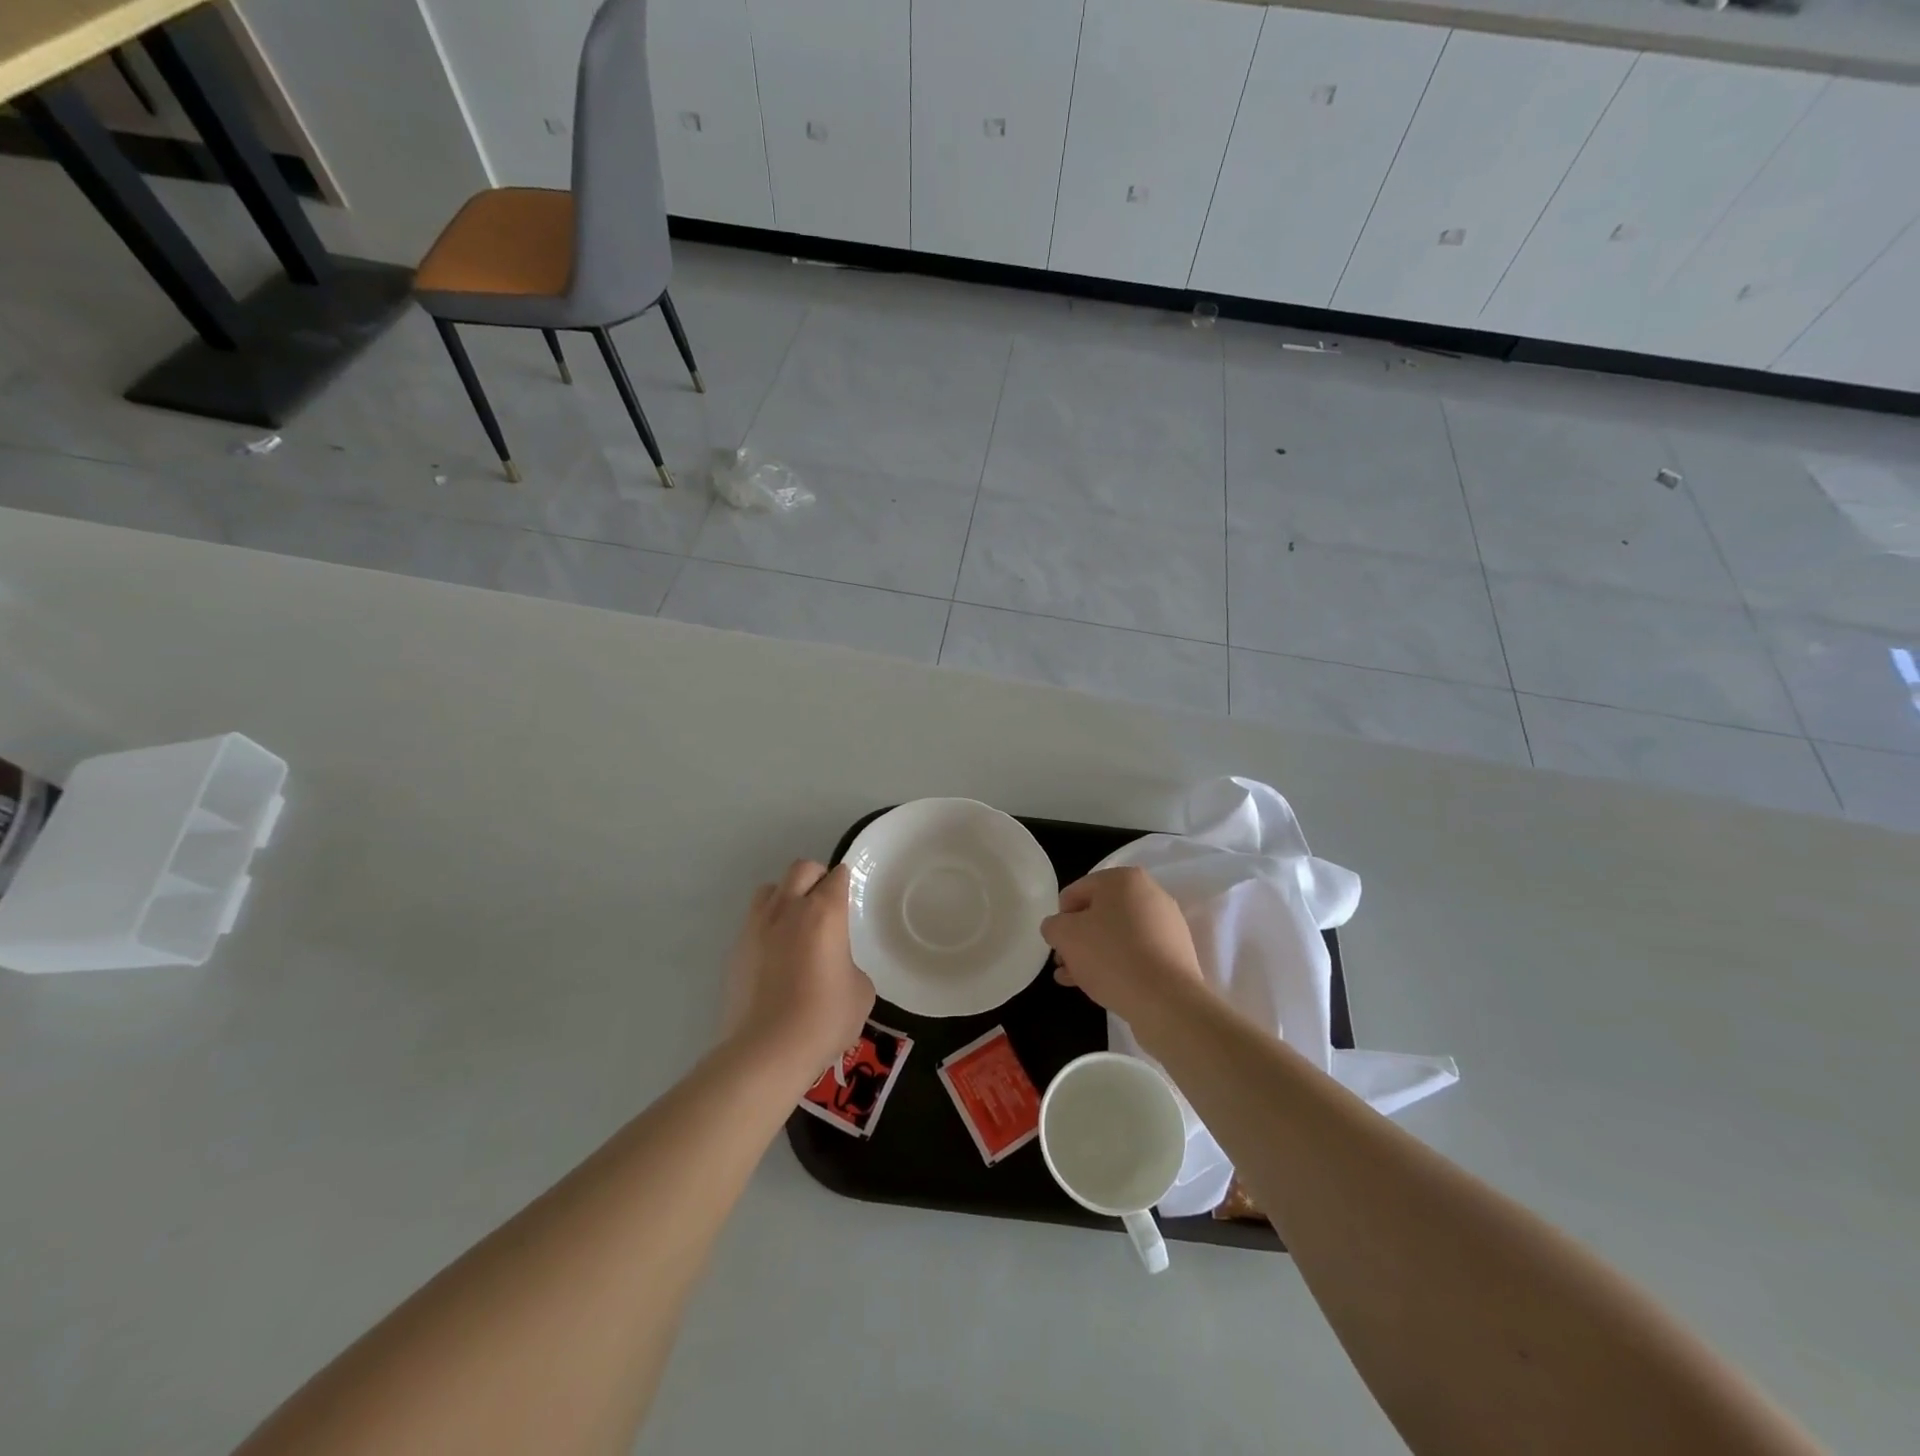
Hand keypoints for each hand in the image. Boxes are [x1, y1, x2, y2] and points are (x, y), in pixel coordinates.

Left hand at [724, 860, 874, 1079]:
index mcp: (824, 912)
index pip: (837, 877)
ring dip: (786, 896)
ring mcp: (757, 927)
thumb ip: (850, 964)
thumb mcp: (860, 991)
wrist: (767, 1051)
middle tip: (825, 902)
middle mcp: (788, 909)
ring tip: (795, 923)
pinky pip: (754, 921)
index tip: (849, 897)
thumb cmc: (824, 1018)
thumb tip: (837, 965)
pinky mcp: (736, 949)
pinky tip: (776, 955)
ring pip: (770, 889)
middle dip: (816, 877)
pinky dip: (767, 927)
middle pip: (801, 869)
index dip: (845, 883)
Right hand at [1041, 867, 1203, 1026]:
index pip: (1076, 892)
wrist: (1166, 1001)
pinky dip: (1117, 964)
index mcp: (1123, 878)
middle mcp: (1149, 893)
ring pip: (1117, 935)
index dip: (1060, 918)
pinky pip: (1137, 952)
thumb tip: (1057, 928)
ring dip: (1093, 954)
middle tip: (1063, 964)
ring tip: (1075, 980)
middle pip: (1098, 914)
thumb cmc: (1111, 956)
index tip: (1056, 945)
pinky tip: (1101, 986)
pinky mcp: (1176, 952)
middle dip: (1077, 939)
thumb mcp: (1065, 935)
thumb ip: (1053, 925)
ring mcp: (1166, 923)